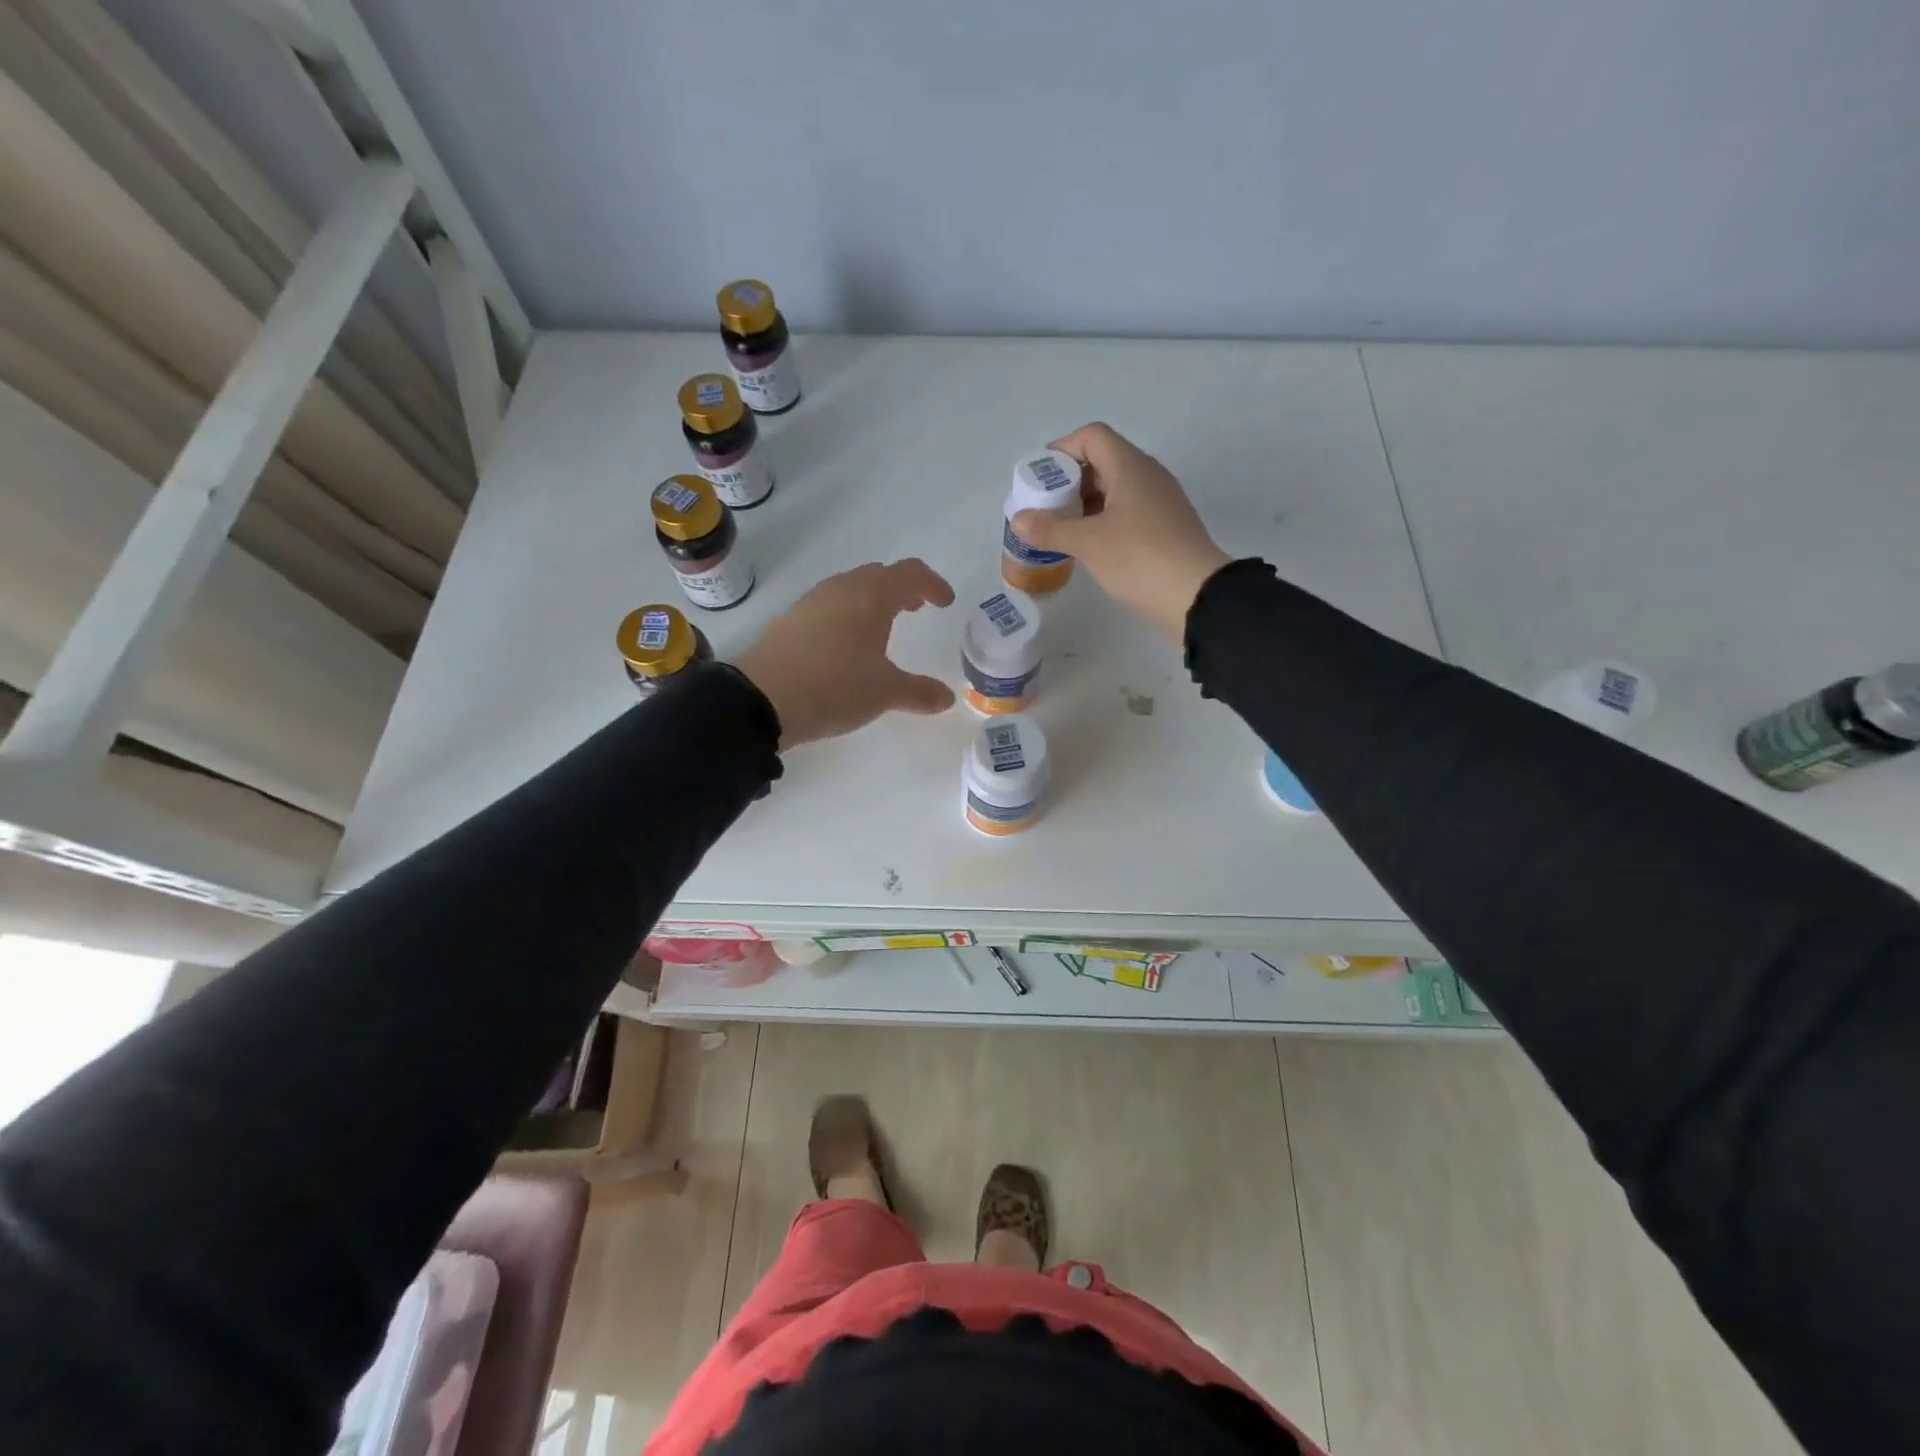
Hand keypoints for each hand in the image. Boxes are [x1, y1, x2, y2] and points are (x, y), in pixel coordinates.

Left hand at [734, 559, 956, 749]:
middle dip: (901, 589)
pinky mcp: (789, 621)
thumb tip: (946, 698)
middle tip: (916, 610)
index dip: (932, 584)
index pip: (910, 573)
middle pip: (878, 576)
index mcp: (871, 596)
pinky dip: (847, 616)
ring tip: (882, 628)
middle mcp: (841, 589)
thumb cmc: (834, 686)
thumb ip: (919, 692)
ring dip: (872, 602)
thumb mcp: (884, 693)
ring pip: (850, 589)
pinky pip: (828, 608)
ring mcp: (810, 603)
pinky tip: (844, 647)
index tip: (945, 602)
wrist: (760, 699)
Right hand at [1012, 423, 1230, 643]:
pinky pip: (1126, 510)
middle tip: (1044, 508)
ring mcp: (1159, 501)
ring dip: (1084, 503)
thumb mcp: (1089, 544)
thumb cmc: (1140, 559)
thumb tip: (1018, 519)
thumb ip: (1050, 529)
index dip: (1061, 451)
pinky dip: (1102, 519)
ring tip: (1059, 529)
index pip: (1092, 437)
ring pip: (1114, 488)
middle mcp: (1147, 475)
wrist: (1197, 596)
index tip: (1039, 479)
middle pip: (1102, 460)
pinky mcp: (1164, 526)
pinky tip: (1087, 545)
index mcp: (1131, 467)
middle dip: (1068, 480)